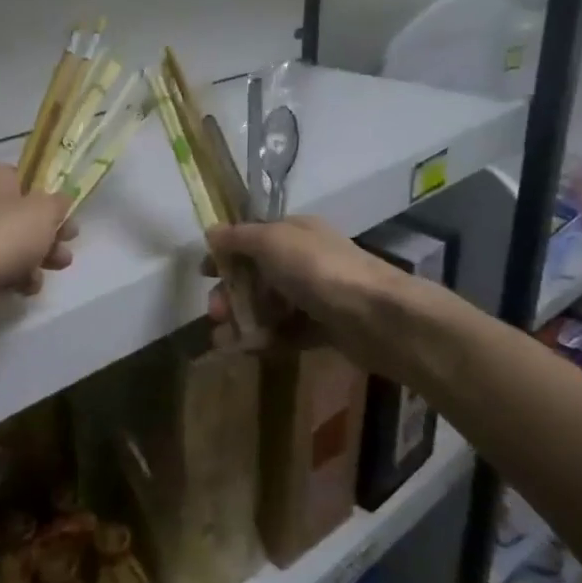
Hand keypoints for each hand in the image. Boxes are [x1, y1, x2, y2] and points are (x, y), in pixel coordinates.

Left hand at [0, 162, 76, 295]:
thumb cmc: (5, 232)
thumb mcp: (45, 210)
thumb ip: (59, 203)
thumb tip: (61, 200)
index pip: (24, 178)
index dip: (48, 196)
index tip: (66, 213)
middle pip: (22, 215)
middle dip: (50, 233)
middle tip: (68, 243)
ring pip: (14, 243)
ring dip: (39, 257)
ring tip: (57, 267)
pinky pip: (0, 266)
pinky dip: (17, 275)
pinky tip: (26, 286)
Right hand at [202, 217, 414, 371]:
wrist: (377, 316)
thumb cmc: (318, 270)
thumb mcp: (272, 241)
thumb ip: (239, 238)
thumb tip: (211, 231)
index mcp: (295, 233)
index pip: (253, 238)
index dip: (226, 254)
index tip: (204, 273)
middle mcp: (305, 260)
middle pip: (258, 276)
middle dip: (231, 293)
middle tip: (215, 313)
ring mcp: (316, 296)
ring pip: (271, 307)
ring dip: (244, 321)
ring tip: (225, 341)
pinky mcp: (325, 329)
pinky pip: (288, 332)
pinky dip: (267, 340)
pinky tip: (249, 351)